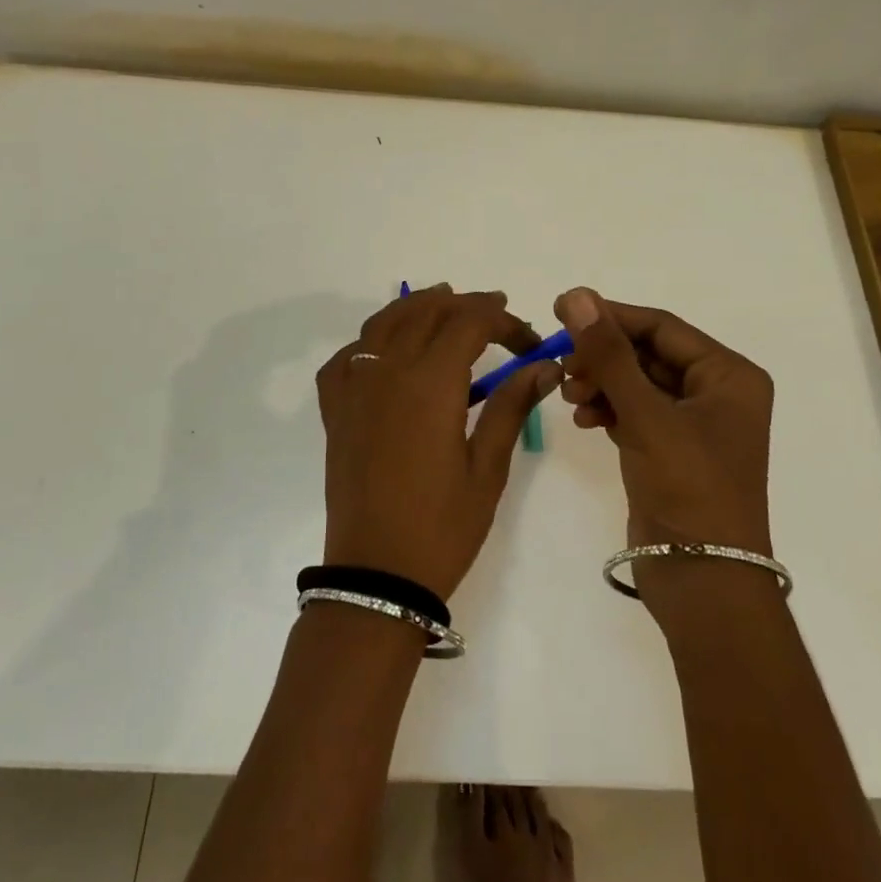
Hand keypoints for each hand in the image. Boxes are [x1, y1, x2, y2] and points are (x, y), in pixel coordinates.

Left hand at [316, 285, 561, 601]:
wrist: (376, 576)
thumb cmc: (442, 527)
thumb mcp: (488, 468)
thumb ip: (511, 407)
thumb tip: (544, 366)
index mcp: (430, 383)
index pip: (470, 323)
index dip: (504, 322)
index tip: (529, 343)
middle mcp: (387, 372)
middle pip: (426, 312)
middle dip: (465, 305)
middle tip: (497, 314)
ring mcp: (355, 389)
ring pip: (383, 324)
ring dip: (417, 308)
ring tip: (444, 306)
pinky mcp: (336, 412)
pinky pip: (348, 358)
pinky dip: (370, 342)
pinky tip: (387, 353)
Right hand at [553, 288, 775, 611]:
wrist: (703, 582)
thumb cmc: (689, 489)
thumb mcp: (647, 415)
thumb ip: (609, 354)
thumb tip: (577, 295)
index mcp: (728, 376)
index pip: (662, 326)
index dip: (611, 316)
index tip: (561, 309)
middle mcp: (715, 392)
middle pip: (647, 353)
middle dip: (603, 356)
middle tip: (561, 361)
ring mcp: (692, 423)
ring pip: (636, 382)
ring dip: (601, 382)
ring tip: (570, 395)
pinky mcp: (669, 450)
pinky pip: (633, 411)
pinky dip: (607, 409)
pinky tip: (584, 418)